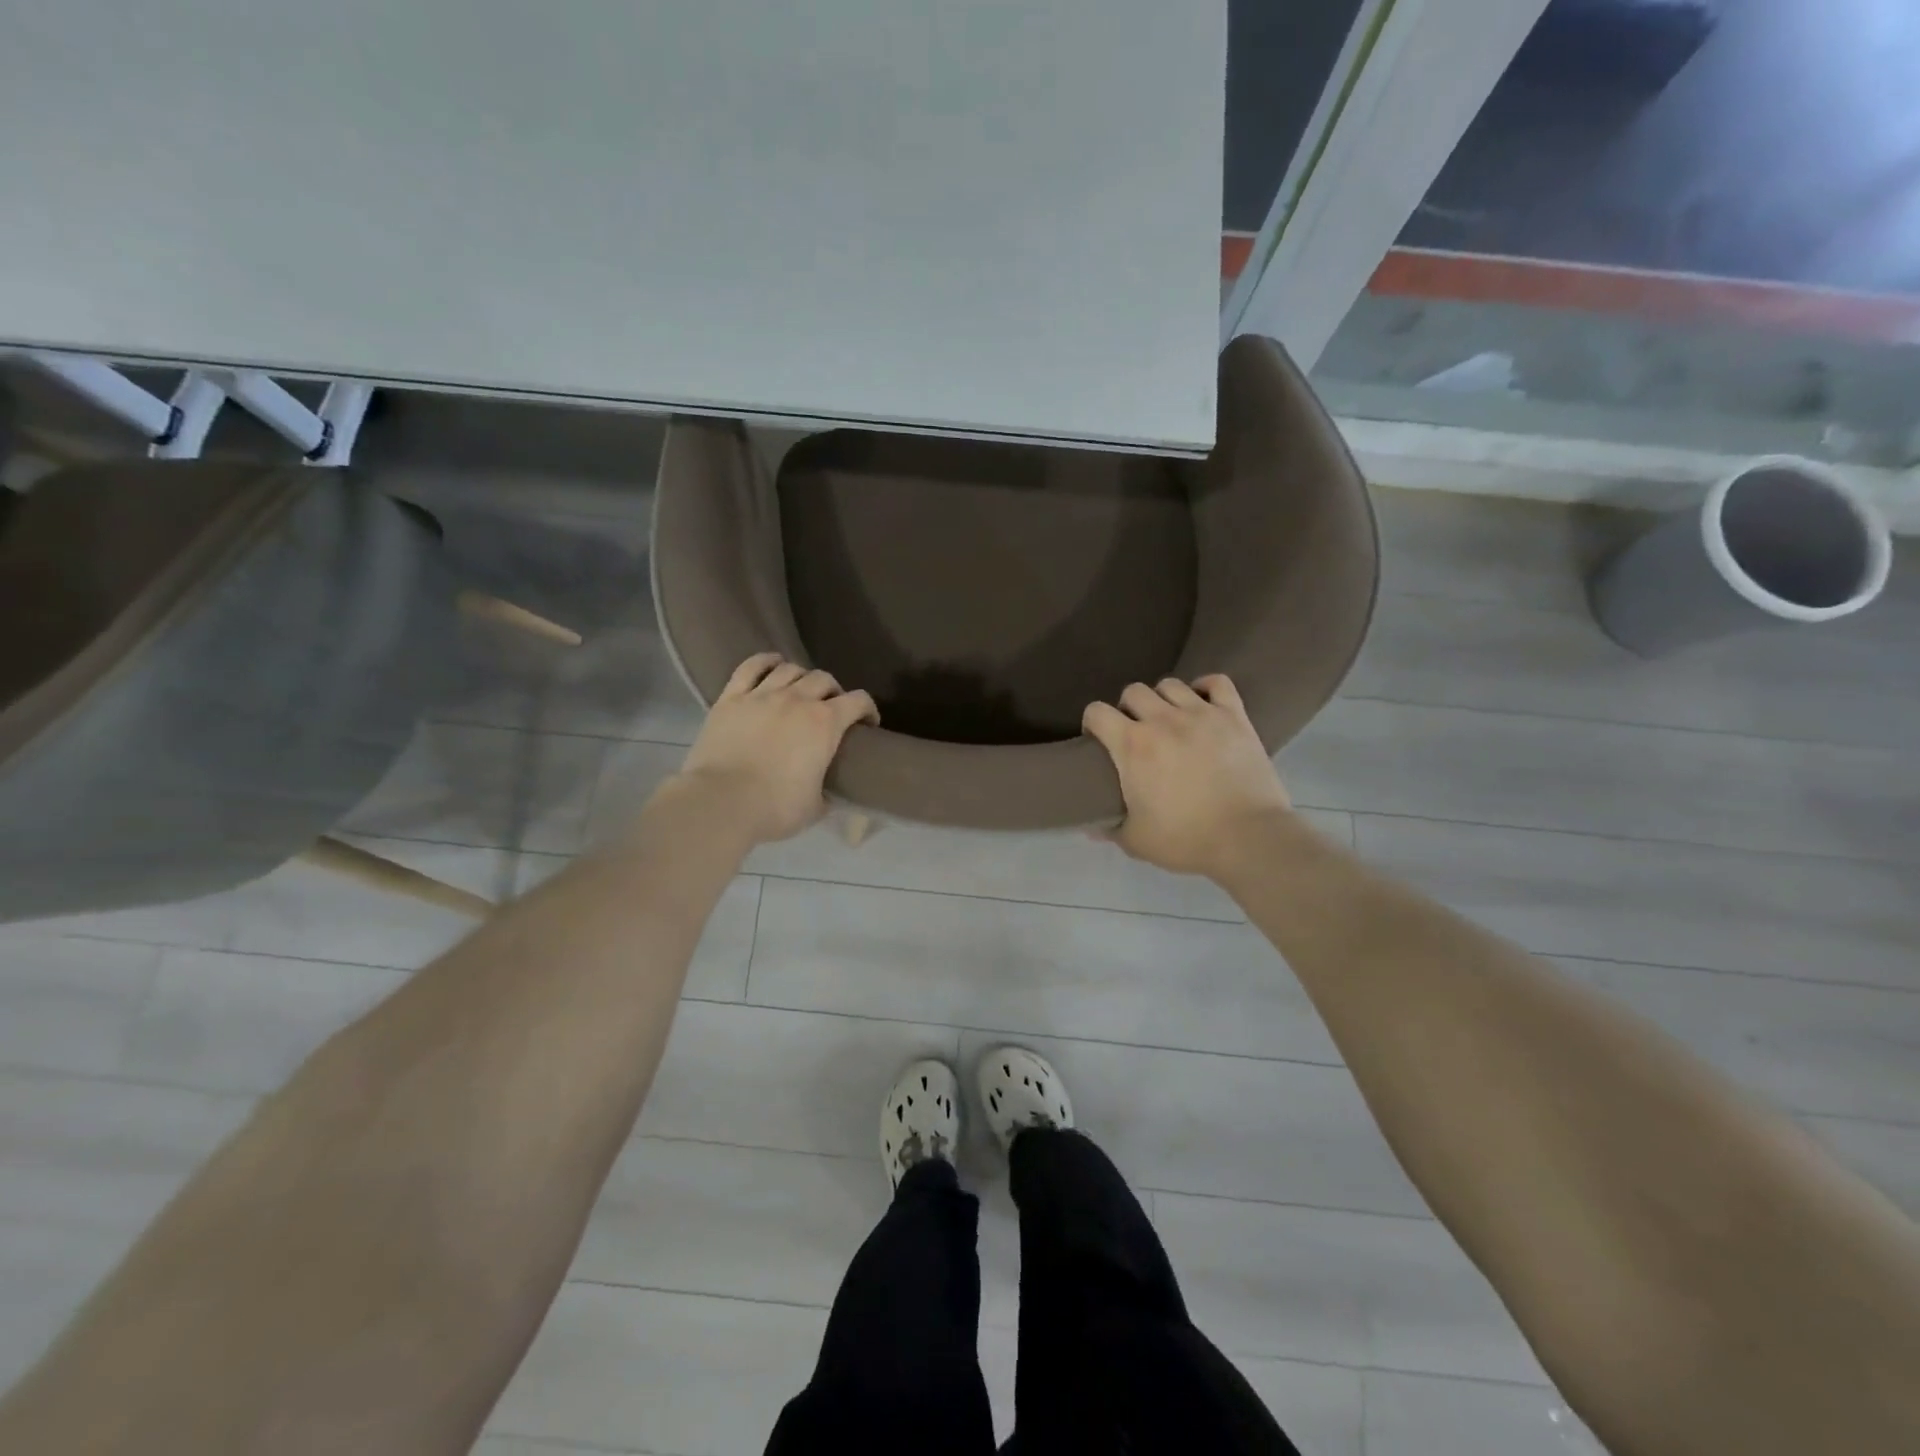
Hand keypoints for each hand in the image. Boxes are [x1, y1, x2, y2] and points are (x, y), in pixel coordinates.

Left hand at [676, 653, 878, 844]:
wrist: (721, 802)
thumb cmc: (775, 807)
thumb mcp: (815, 808)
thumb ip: (827, 794)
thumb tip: (829, 795)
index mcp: (825, 723)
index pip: (859, 701)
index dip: (868, 710)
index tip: (867, 724)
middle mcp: (797, 699)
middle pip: (824, 679)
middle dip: (834, 692)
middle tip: (831, 709)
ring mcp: (762, 695)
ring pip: (790, 669)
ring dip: (802, 677)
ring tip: (801, 691)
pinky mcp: (731, 698)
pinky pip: (751, 667)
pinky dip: (766, 662)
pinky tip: (772, 665)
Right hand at [1082, 675, 1291, 877]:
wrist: (1248, 838)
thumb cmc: (1186, 839)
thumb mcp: (1136, 841)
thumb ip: (1110, 830)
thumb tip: (1091, 827)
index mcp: (1132, 745)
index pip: (1097, 712)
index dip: (1092, 722)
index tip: (1097, 739)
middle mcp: (1163, 719)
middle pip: (1133, 691)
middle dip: (1127, 708)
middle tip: (1135, 732)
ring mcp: (1202, 714)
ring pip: (1171, 684)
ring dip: (1162, 698)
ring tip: (1169, 719)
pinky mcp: (1235, 716)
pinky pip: (1217, 683)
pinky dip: (1206, 687)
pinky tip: (1202, 703)